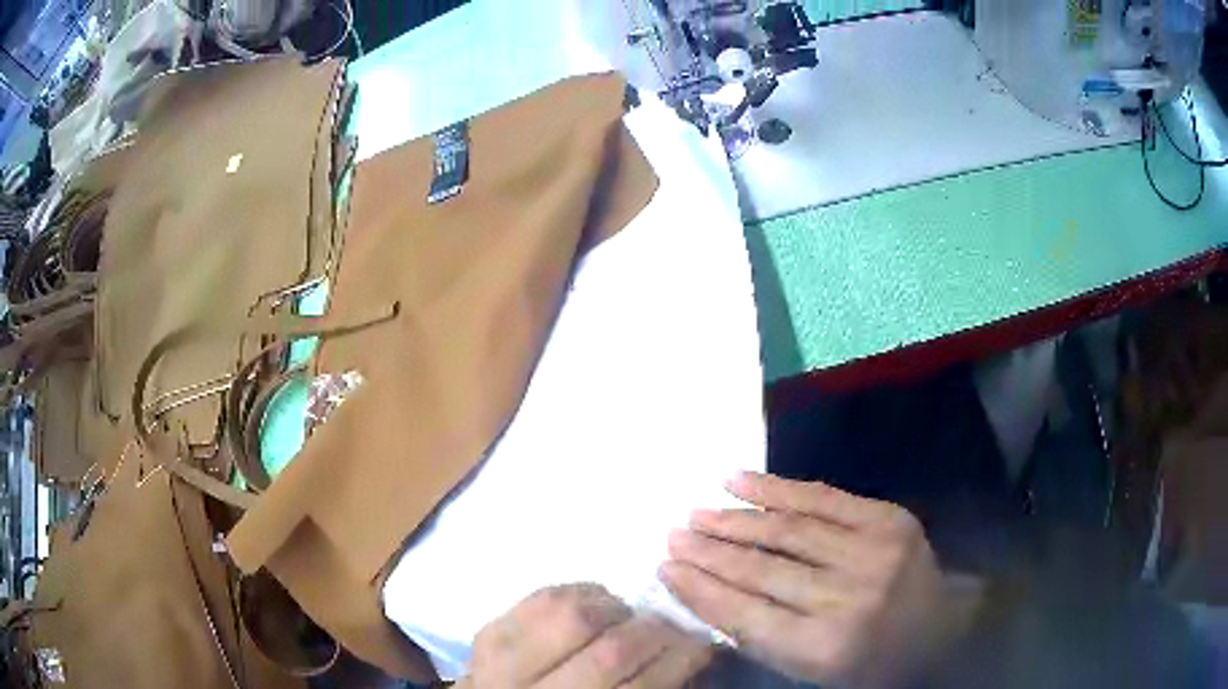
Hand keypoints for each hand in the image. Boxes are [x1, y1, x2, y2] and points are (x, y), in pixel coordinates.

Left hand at [458, 583, 713, 688]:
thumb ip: (642, 687)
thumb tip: (690, 654)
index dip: (678, 663)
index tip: (702, 647)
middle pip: (609, 653)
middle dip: (655, 633)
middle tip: (673, 628)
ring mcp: (501, 660)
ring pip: (572, 614)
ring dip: (615, 609)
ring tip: (628, 618)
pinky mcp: (488, 631)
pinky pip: (542, 596)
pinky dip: (580, 592)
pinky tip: (595, 604)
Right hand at [660, 473, 959, 688]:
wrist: (936, 629)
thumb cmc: (864, 661)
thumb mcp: (807, 668)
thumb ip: (756, 634)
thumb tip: (700, 589)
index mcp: (825, 647)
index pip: (744, 614)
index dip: (700, 589)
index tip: (665, 567)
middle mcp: (849, 597)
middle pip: (762, 569)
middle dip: (709, 552)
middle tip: (673, 535)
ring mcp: (874, 552)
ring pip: (788, 530)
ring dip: (736, 519)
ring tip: (697, 513)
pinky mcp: (888, 518)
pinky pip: (823, 497)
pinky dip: (777, 488)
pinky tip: (739, 480)